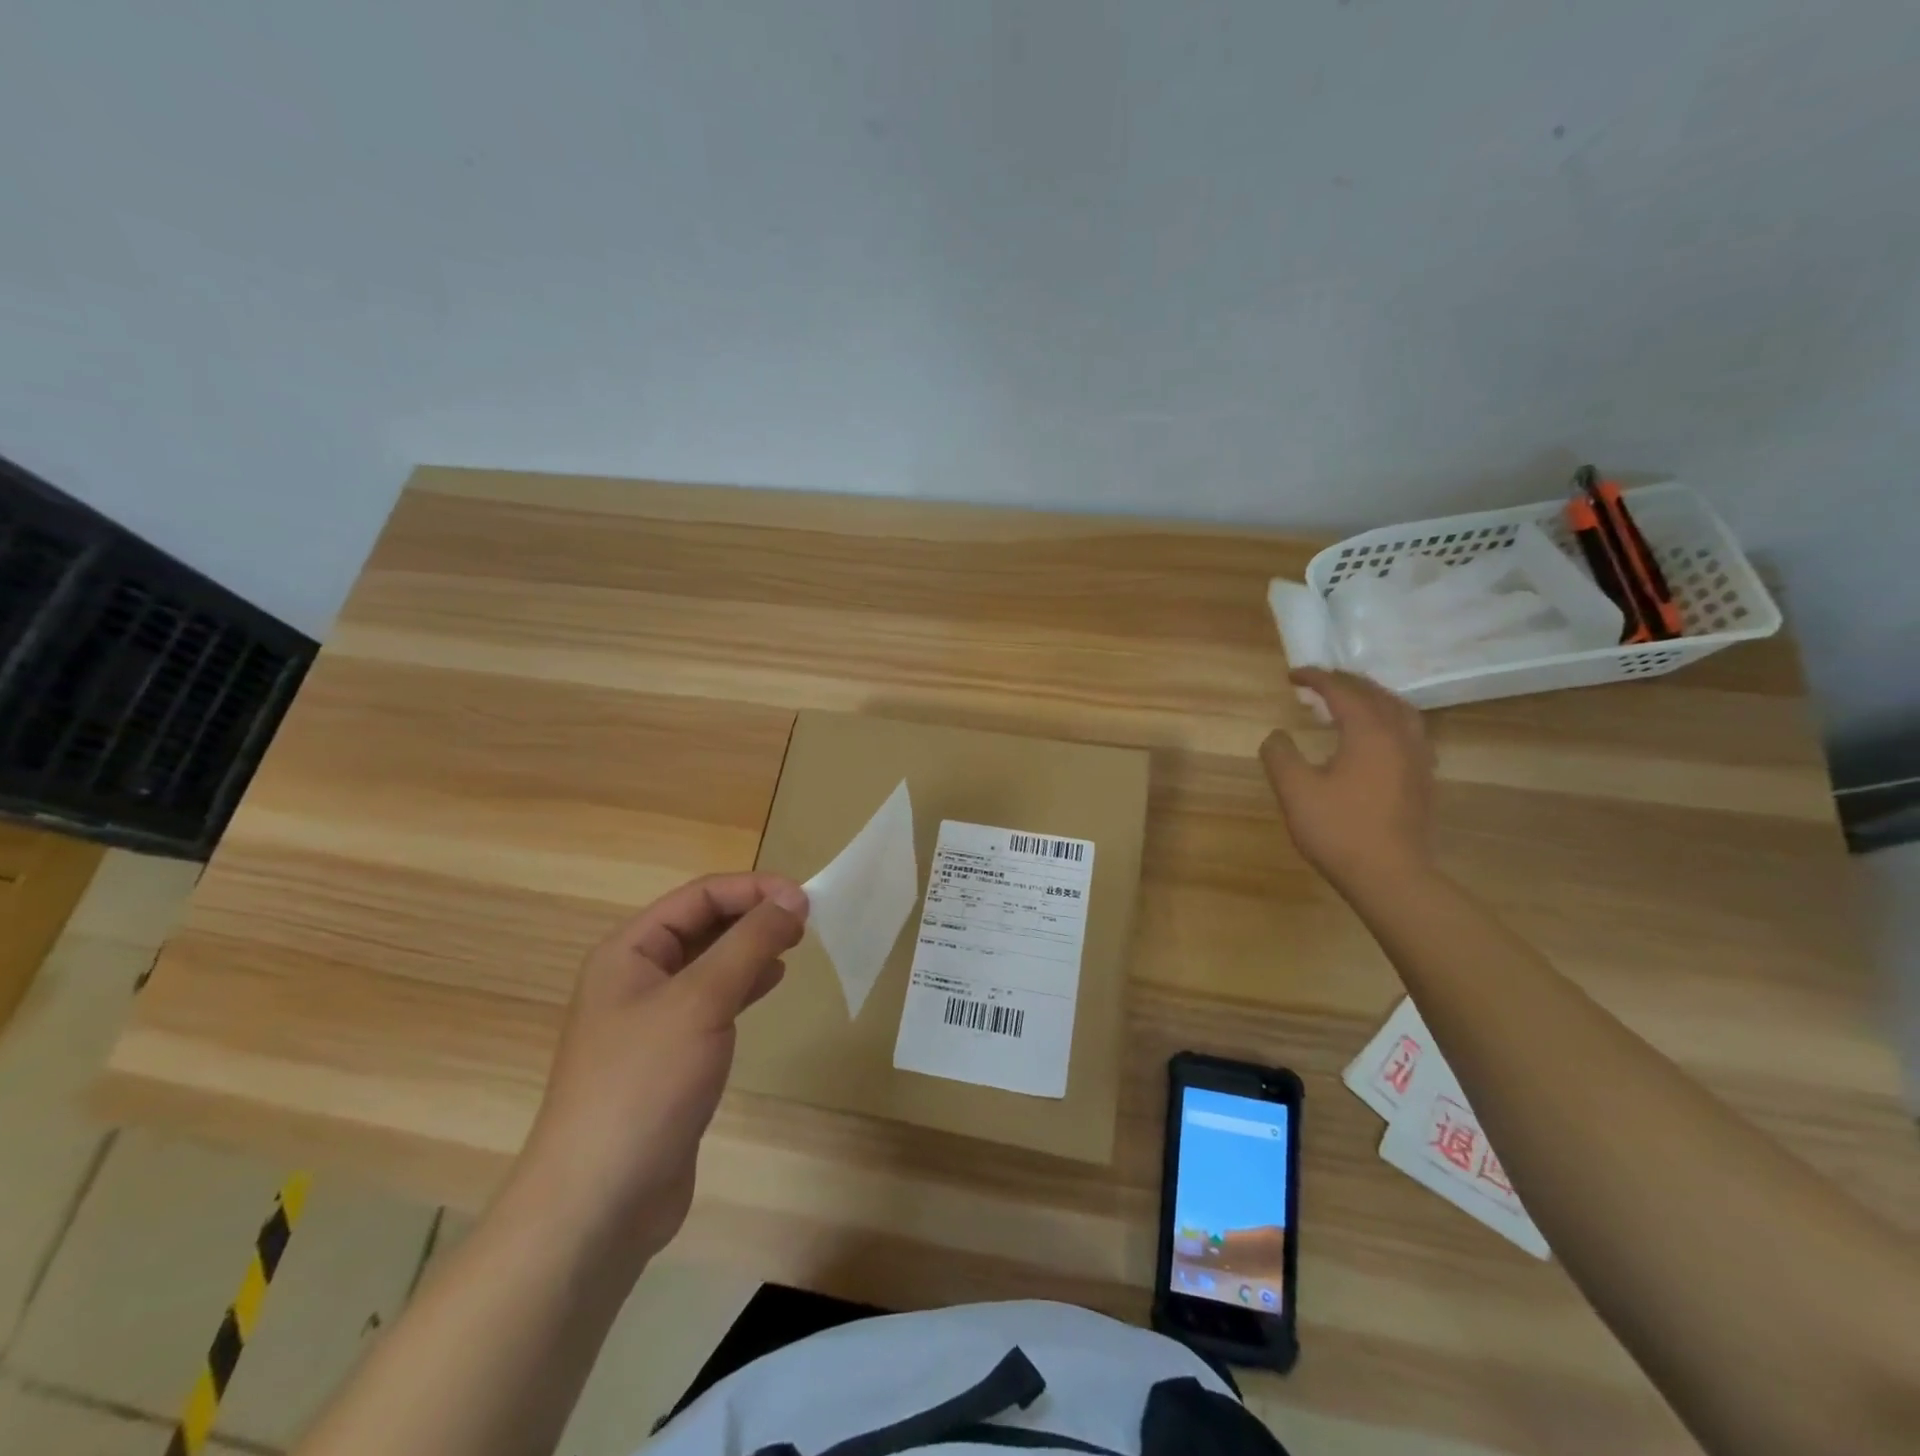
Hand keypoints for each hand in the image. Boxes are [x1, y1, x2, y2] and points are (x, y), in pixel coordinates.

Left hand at [505, 873, 807, 1270]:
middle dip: (754, 915)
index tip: (805, 898)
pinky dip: (744, 985)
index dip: (753, 889)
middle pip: (703, 925)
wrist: (600, 1201)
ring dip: (752, 947)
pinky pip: (712, 1001)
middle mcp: (636, 976)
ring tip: (796, 945)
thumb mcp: (701, 1000)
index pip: (699, 896)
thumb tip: (794, 897)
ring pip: (711, 962)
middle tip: (806, 922)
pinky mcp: (670, 1056)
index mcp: (629, 951)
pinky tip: (771, 984)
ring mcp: (652, 1019)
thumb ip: (750, 942)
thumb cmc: (645, 1083)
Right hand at [1260, 668, 1434, 889]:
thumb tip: (1277, 735)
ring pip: (1400, 711)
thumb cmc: (1339, 829)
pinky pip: (1410, 733)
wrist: (1391, 876)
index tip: (1293, 675)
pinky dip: (1389, 720)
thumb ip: (1280, 755)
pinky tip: (1378, 738)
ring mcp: (1418, 758)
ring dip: (1373, 698)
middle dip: (1347, 682)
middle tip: (1321, 681)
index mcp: (1369, 732)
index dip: (1316, 678)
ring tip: (1353, 700)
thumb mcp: (1295, 791)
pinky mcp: (1423, 779)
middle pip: (1376, 695)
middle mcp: (1399, 736)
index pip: (1342, 691)